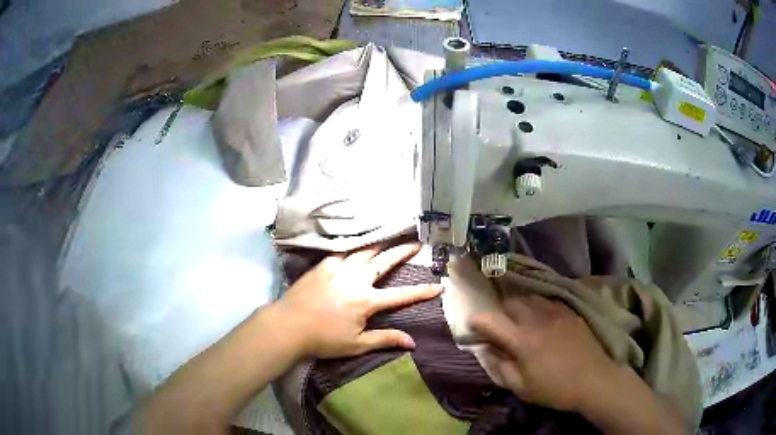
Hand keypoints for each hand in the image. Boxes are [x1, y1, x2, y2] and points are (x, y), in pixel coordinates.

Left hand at [276, 243, 442, 358]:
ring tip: (391, 235)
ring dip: (380, 243)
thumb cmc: (323, 339)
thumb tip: (412, 342)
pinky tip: (359, 243)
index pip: (401, 295)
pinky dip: (355, 246)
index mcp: (366, 301)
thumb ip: (385, 339)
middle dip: (403, 251)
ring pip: (364, 251)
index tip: (439, 286)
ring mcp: (338, 269)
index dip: (422, 291)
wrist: (289, 325)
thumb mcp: (356, 345)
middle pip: (384, 262)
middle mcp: (356, 279)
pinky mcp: (323, 265)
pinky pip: (343, 251)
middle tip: (417, 242)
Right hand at [470, 293, 618, 412]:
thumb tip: (486, 350)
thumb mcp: (521, 387)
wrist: (594, 380)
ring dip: (519, 305)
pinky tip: (541, 318)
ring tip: (519, 318)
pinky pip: (548, 301)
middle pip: (511, 302)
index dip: (477, 320)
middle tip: (497, 323)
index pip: (491, 320)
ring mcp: (556, 313)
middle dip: (499, 310)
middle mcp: (537, 319)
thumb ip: (500, 366)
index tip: (471, 324)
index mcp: (522, 339)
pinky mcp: (570, 312)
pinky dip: (537, 306)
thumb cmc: (554, 388)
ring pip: (530, 297)